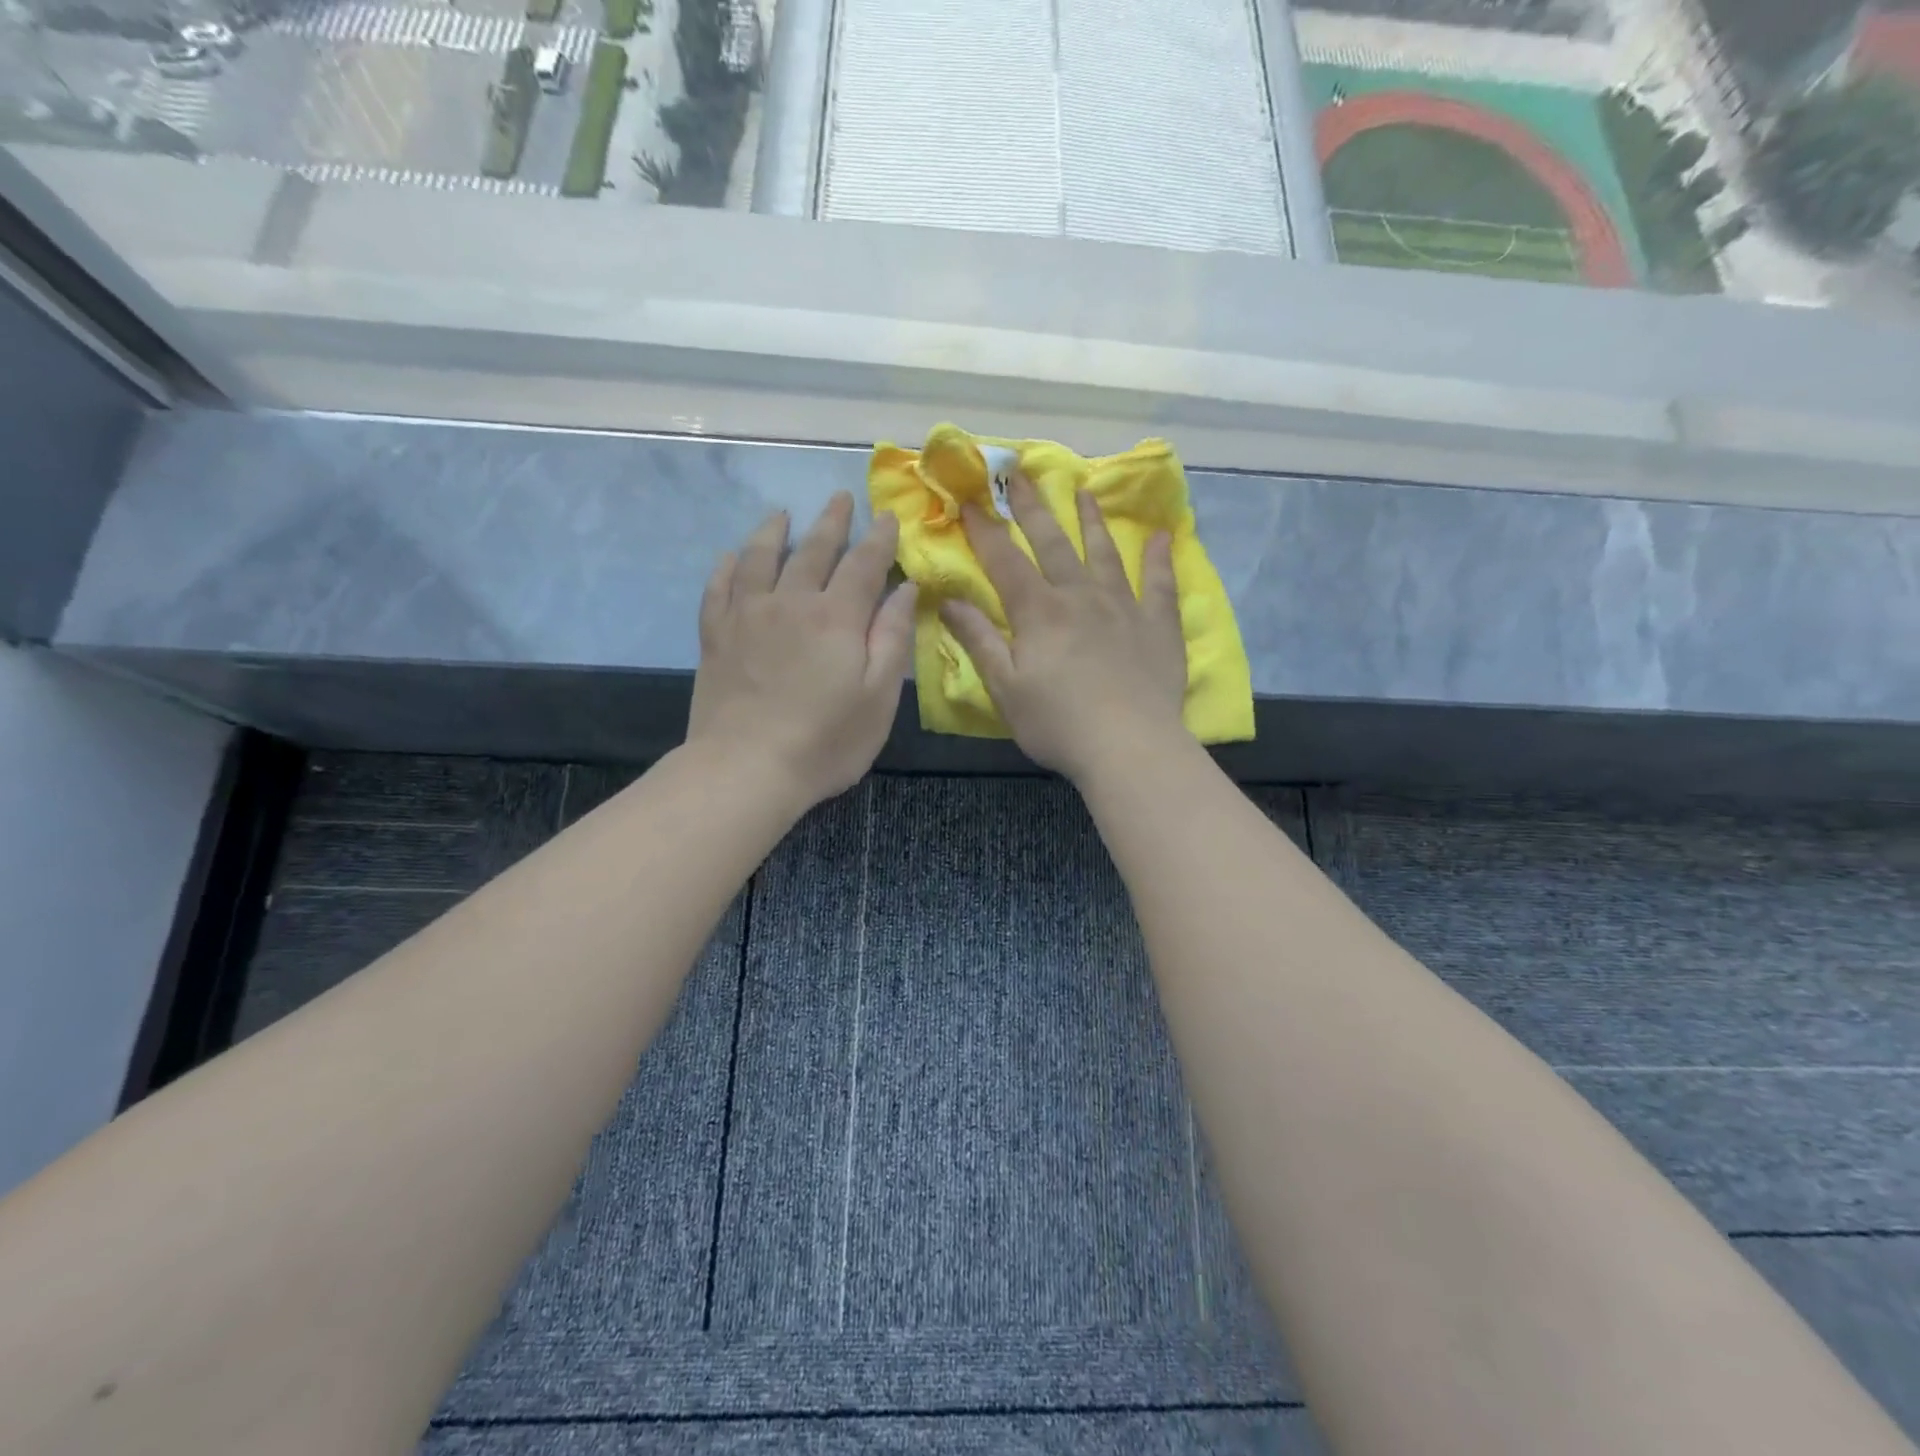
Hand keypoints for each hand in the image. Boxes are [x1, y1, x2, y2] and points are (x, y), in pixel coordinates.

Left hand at [688, 493, 915, 809]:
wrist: (745, 768)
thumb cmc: (825, 741)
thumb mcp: (879, 697)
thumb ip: (893, 638)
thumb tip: (905, 588)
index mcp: (837, 617)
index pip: (864, 564)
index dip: (879, 539)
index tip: (888, 517)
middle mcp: (791, 602)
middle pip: (813, 550)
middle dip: (831, 522)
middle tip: (840, 497)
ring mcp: (747, 615)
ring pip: (760, 557)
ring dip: (774, 531)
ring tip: (782, 514)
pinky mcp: (715, 635)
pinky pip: (718, 586)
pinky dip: (727, 566)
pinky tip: (731, 556)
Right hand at [940, 473, 1189, 781]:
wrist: (1129, 747)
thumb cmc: (1058, 723)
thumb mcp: (1005, 688)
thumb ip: (978, 640)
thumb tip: (947, 601)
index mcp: (1038, 612)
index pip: (1005, 561)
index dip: (984, 530)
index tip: (969, 500)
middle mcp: (1080, 596)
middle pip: (1053, 543)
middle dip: (1033, 507)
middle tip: (1021, 472)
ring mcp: (1124, 607)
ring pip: (1104, 553)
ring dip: (1092, 520)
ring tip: (1084, 490)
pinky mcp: (1158, 625)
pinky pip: (1160, 584)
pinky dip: (1160, 559)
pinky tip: (1162, 537)